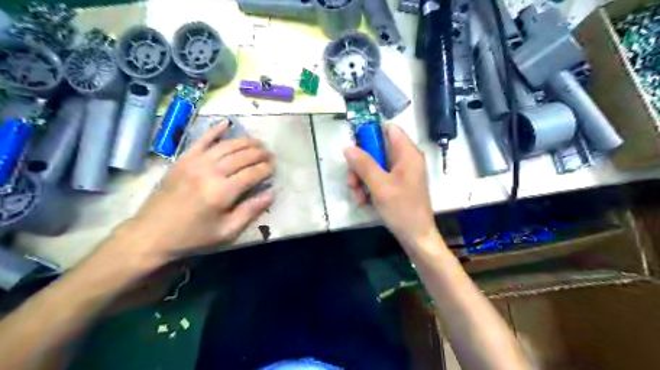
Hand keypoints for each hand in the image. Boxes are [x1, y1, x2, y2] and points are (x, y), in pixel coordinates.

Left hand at [118, 120, 272, 264]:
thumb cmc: (193, 237)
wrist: (151, 234)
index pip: (252, 173)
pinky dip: (215, 130)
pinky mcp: (182, 159)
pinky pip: (201, 140)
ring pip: (226, 146)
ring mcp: (194, 163)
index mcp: (222, 192)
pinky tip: (227, 123)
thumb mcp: (227, 231)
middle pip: (242, 156)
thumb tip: (272, 193)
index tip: (274, 168)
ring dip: (245, 141)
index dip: (266, 169)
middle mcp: (210, 172)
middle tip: (270, 154)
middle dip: (259, 154)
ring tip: (258, 142)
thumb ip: (251, 210)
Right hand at [346, 124, 436, 248]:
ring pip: (375, 165)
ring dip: (362, 179)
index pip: (389, 129)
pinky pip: (379, 178)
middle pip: (377, 149)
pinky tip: (364, 201)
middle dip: (361, 164)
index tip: (355, 147)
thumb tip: (347, 147)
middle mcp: (406, 159)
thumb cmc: (402, 209)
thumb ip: (364, 164)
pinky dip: (369, 187)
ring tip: (358, 196)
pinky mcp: (397, 185)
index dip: (371, 133)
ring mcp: (402, 173)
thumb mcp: (380, 186)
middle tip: (352, 182)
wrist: (417, 237)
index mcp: (407, 154)